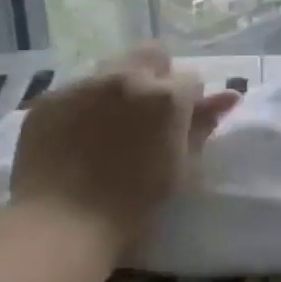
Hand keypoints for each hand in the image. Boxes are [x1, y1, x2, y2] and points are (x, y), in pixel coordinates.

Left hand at [10, 44, 240, 253]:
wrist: (60, 226)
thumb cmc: (132, 205)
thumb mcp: (180, 167)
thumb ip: (202, 126)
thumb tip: (230, 95)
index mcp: (166, 96)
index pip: (191, 80)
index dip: (188, 103)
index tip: (178, 126)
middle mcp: (127, 78)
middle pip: (152, 54)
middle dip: (156, 75)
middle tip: (147, 114)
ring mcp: (85, 84)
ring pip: (112, 69)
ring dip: (119, 88)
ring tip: (108, 127)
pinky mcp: (51, 98)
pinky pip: (76, 91)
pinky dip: (83, 106)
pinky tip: (76, 138)